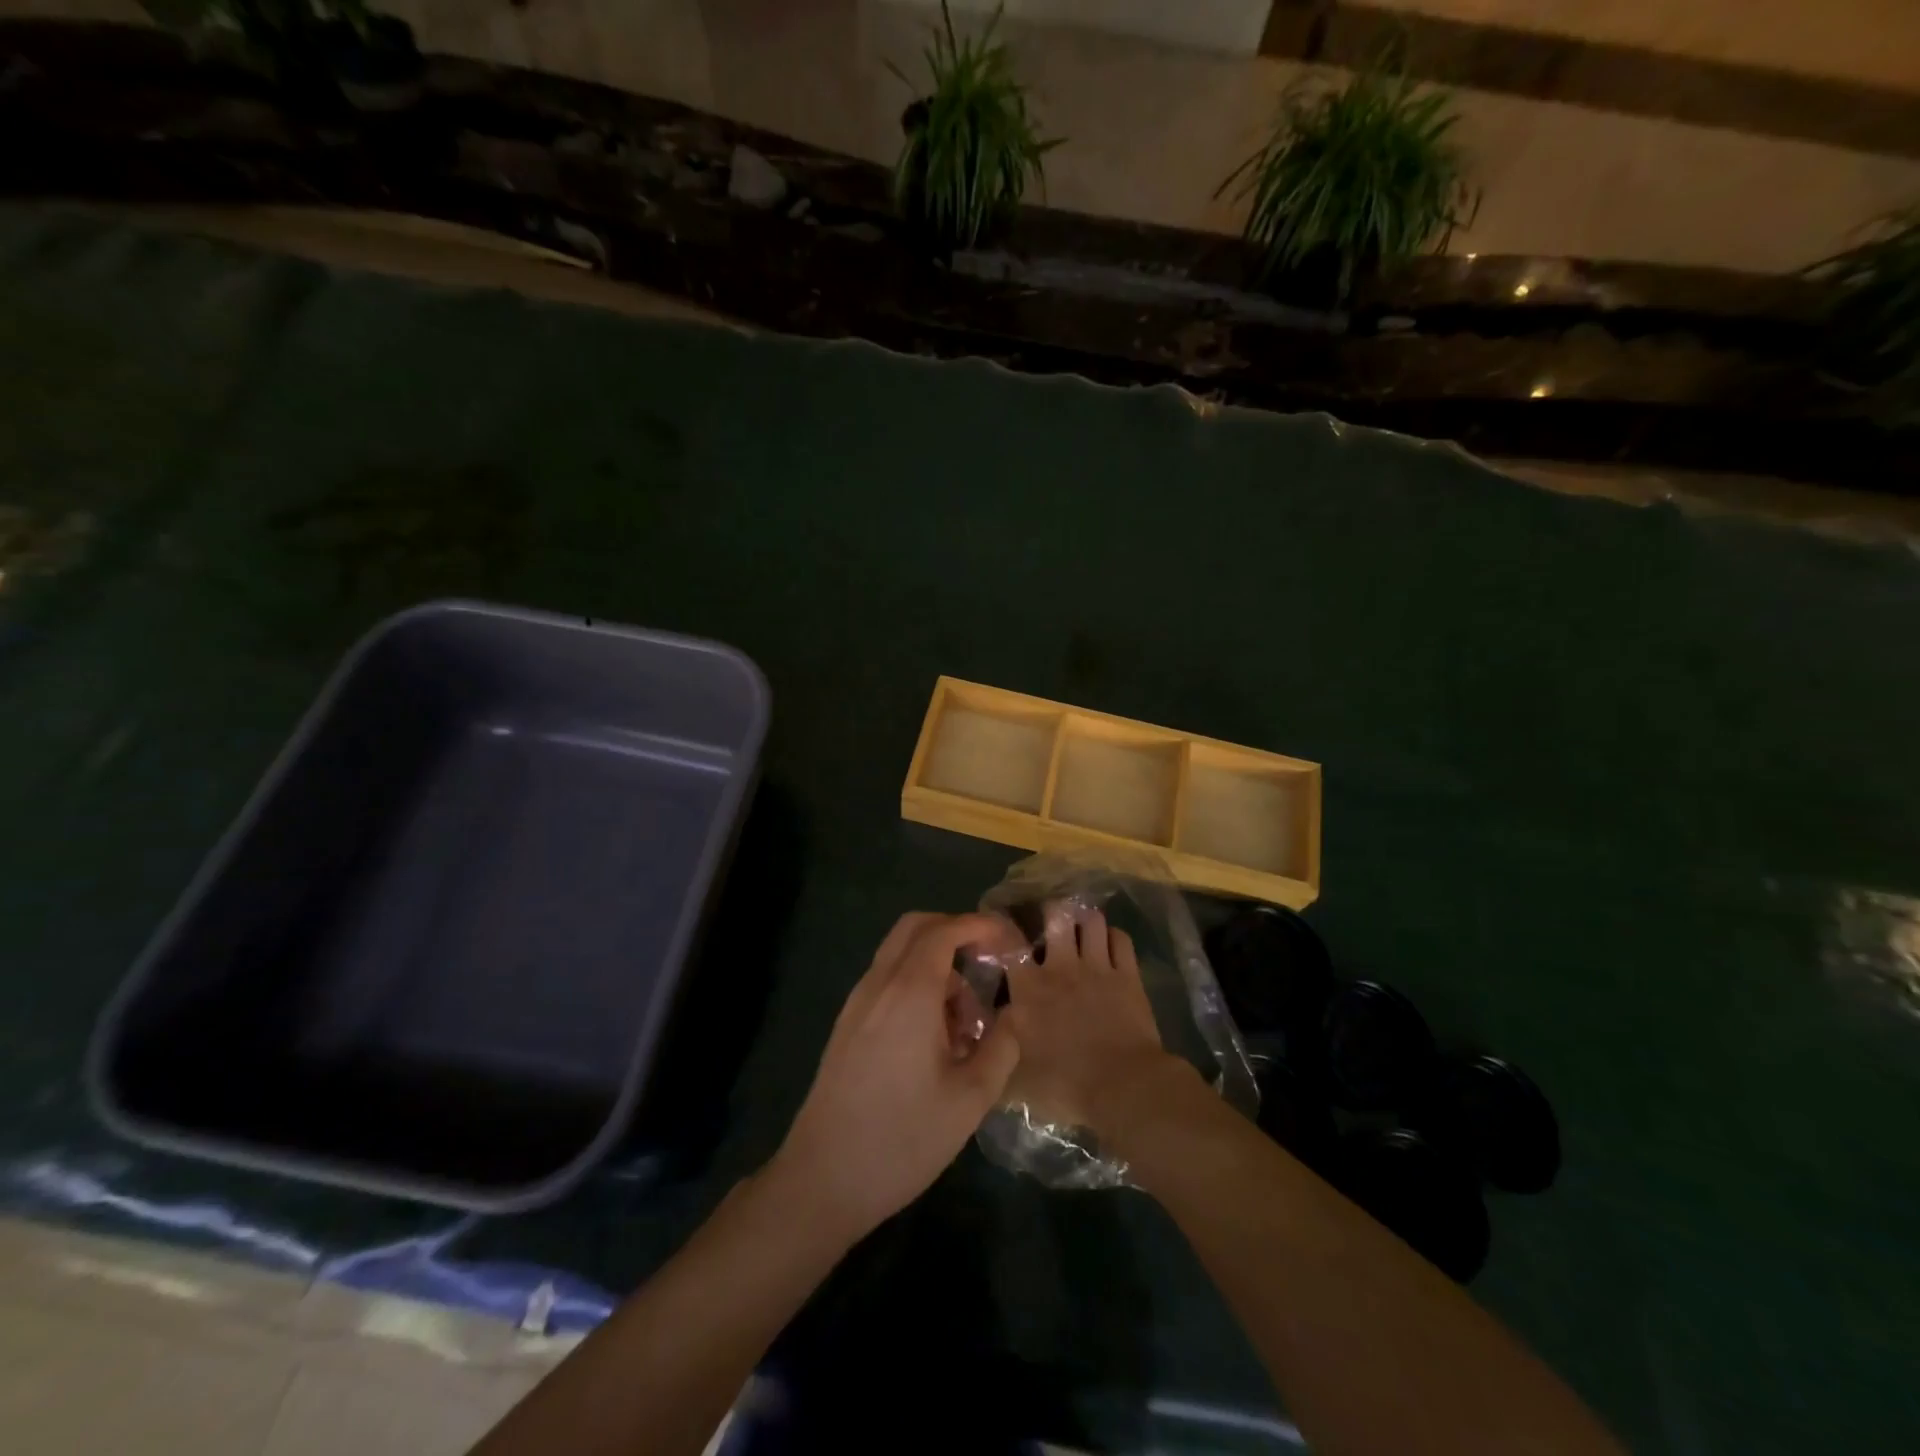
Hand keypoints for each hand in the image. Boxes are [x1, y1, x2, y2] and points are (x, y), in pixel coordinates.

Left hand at [770, 912, 1021, 1239]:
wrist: (822, 1179)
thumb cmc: (902, 1138)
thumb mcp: (970, 1099)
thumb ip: (1001, 1047)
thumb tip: (1014, 1015)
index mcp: (909, 991)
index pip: (945, 930)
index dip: (980, 925)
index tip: (1009, 941)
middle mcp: (878, 983)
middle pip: (915, 927)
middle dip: (955, 932)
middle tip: (988, 963)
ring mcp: (857, 1003)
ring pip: (898, 954)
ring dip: (936, 964)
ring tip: (966, 1018)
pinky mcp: (846, 1025)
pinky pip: (886, 980)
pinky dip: (915, 983)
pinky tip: (934, 1035)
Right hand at [1001, 902, 1178, 1134]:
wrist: (1122, 1088)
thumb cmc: (1064, 1084)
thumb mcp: (1015, 1078)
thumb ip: (996, 1052)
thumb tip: (981, 1041)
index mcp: (1028, 987)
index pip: (1009, 943)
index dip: (1003, 928)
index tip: (1000, 926)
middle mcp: (1061, 966)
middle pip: (1056, 915)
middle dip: (1051, 912)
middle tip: (1049, 922)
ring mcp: (1098, 967)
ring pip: (1091, 920)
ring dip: (1084, 921)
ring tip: (1080, 929)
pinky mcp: (1128, 976)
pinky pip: (1121, 939)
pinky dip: (1113, 937)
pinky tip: (1109, 945)